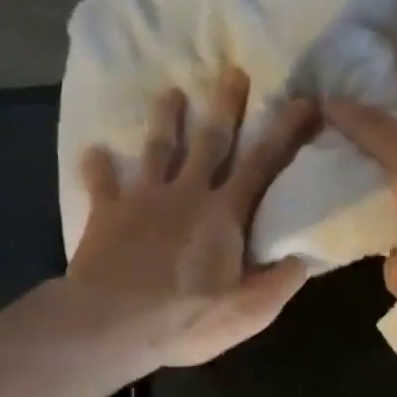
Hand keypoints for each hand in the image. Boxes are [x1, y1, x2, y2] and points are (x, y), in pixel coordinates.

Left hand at [65, 68, 315, 369]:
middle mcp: (186, 194)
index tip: (303, 100)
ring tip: (171, 93)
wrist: (113, 323)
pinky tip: (93, 152)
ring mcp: (143, 199)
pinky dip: (98, 167)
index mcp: (224, 214)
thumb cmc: (186, 320)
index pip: (263, 164)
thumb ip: (280, 283)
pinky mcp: (108, 213)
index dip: (285, 131)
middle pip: (210, 141)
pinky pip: (102, 183)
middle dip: (225, 106)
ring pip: (157, 148)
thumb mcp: (249, 313)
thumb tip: (303, 258)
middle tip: (233, 73)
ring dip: (166, 119)